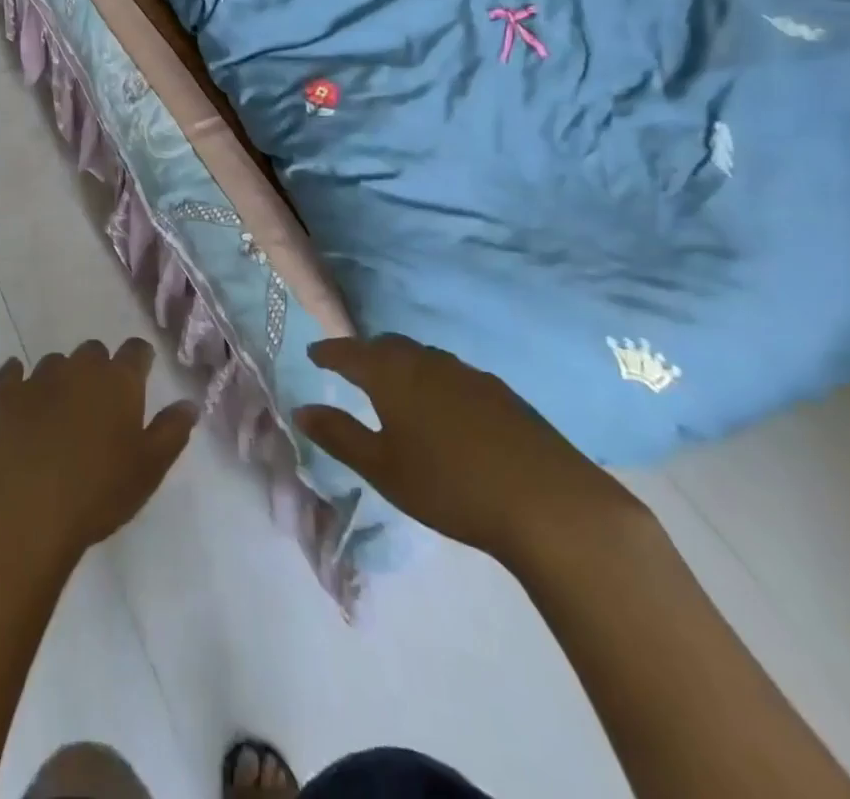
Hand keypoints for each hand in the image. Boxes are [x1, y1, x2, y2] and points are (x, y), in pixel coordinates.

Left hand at [0, 338, 196, 564]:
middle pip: (94, 351)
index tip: (140, 375)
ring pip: (55, 363)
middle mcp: (80, 368)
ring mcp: (39, 378)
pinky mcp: (4, 395)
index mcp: (119, 381)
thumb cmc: (97, 492)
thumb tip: (189, 403)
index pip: (136, 350)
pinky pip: (11, 373)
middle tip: (99, 404)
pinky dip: (17, 378)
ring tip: (59, 411)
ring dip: (61, 378)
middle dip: (98, 369)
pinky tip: (18, 391)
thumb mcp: (149, 469)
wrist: (24, 510)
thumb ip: (172, 431)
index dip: (140, 359)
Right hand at [294, 335, 641, 570]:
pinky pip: (452, 374)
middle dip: (366, 353)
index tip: (314, 352)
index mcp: (393, 374)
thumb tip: (302, 410)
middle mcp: (428, 361)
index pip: (351, 352)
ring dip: (402, 364)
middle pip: (388, 346)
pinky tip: (442, 407)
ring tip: (394, 386)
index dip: (330, 351)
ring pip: (423, 357)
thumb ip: (339, 435)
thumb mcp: (383, 468)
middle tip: (352, 367)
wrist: (548, 503)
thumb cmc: (450, 486)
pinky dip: (433, 380)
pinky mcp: (501, 393)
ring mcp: (468, 374)